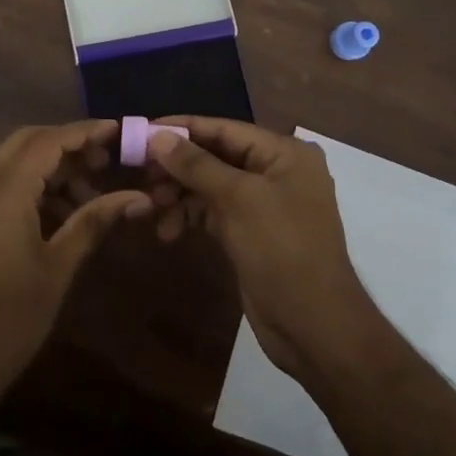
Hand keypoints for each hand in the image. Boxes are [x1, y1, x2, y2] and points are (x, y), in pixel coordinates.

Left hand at [0, 121, 152, 400]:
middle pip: (28, 142)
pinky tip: (63, 215)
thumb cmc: (7, 319)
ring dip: (52, 168)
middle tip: (106, 162)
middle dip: (68, 145)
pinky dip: (34, 188)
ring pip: (14, 163)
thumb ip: (93, 223)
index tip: (119, 132)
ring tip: (92, 195)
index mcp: (4, 190)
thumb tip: (137, 196)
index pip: (48, 140)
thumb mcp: (57, 268)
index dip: (85, 132)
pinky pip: (3, 186)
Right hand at [148, 118, 380, 384]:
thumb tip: (157, 136)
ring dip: (180, 194)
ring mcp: (264, 203)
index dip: (183, 128)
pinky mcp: (252, 232)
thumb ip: (196, 164)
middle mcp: (276, 171)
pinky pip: (214, 212)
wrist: (314, 328)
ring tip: (152, 209)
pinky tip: (168, 232)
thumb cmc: (282, 250)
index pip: (225, 128)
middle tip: (141, 175)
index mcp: (284, 153)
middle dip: (178, 167)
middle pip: (216, 156)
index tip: (141, 130)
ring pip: (211, 185)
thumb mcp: (237, 200)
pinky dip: (191, 216)